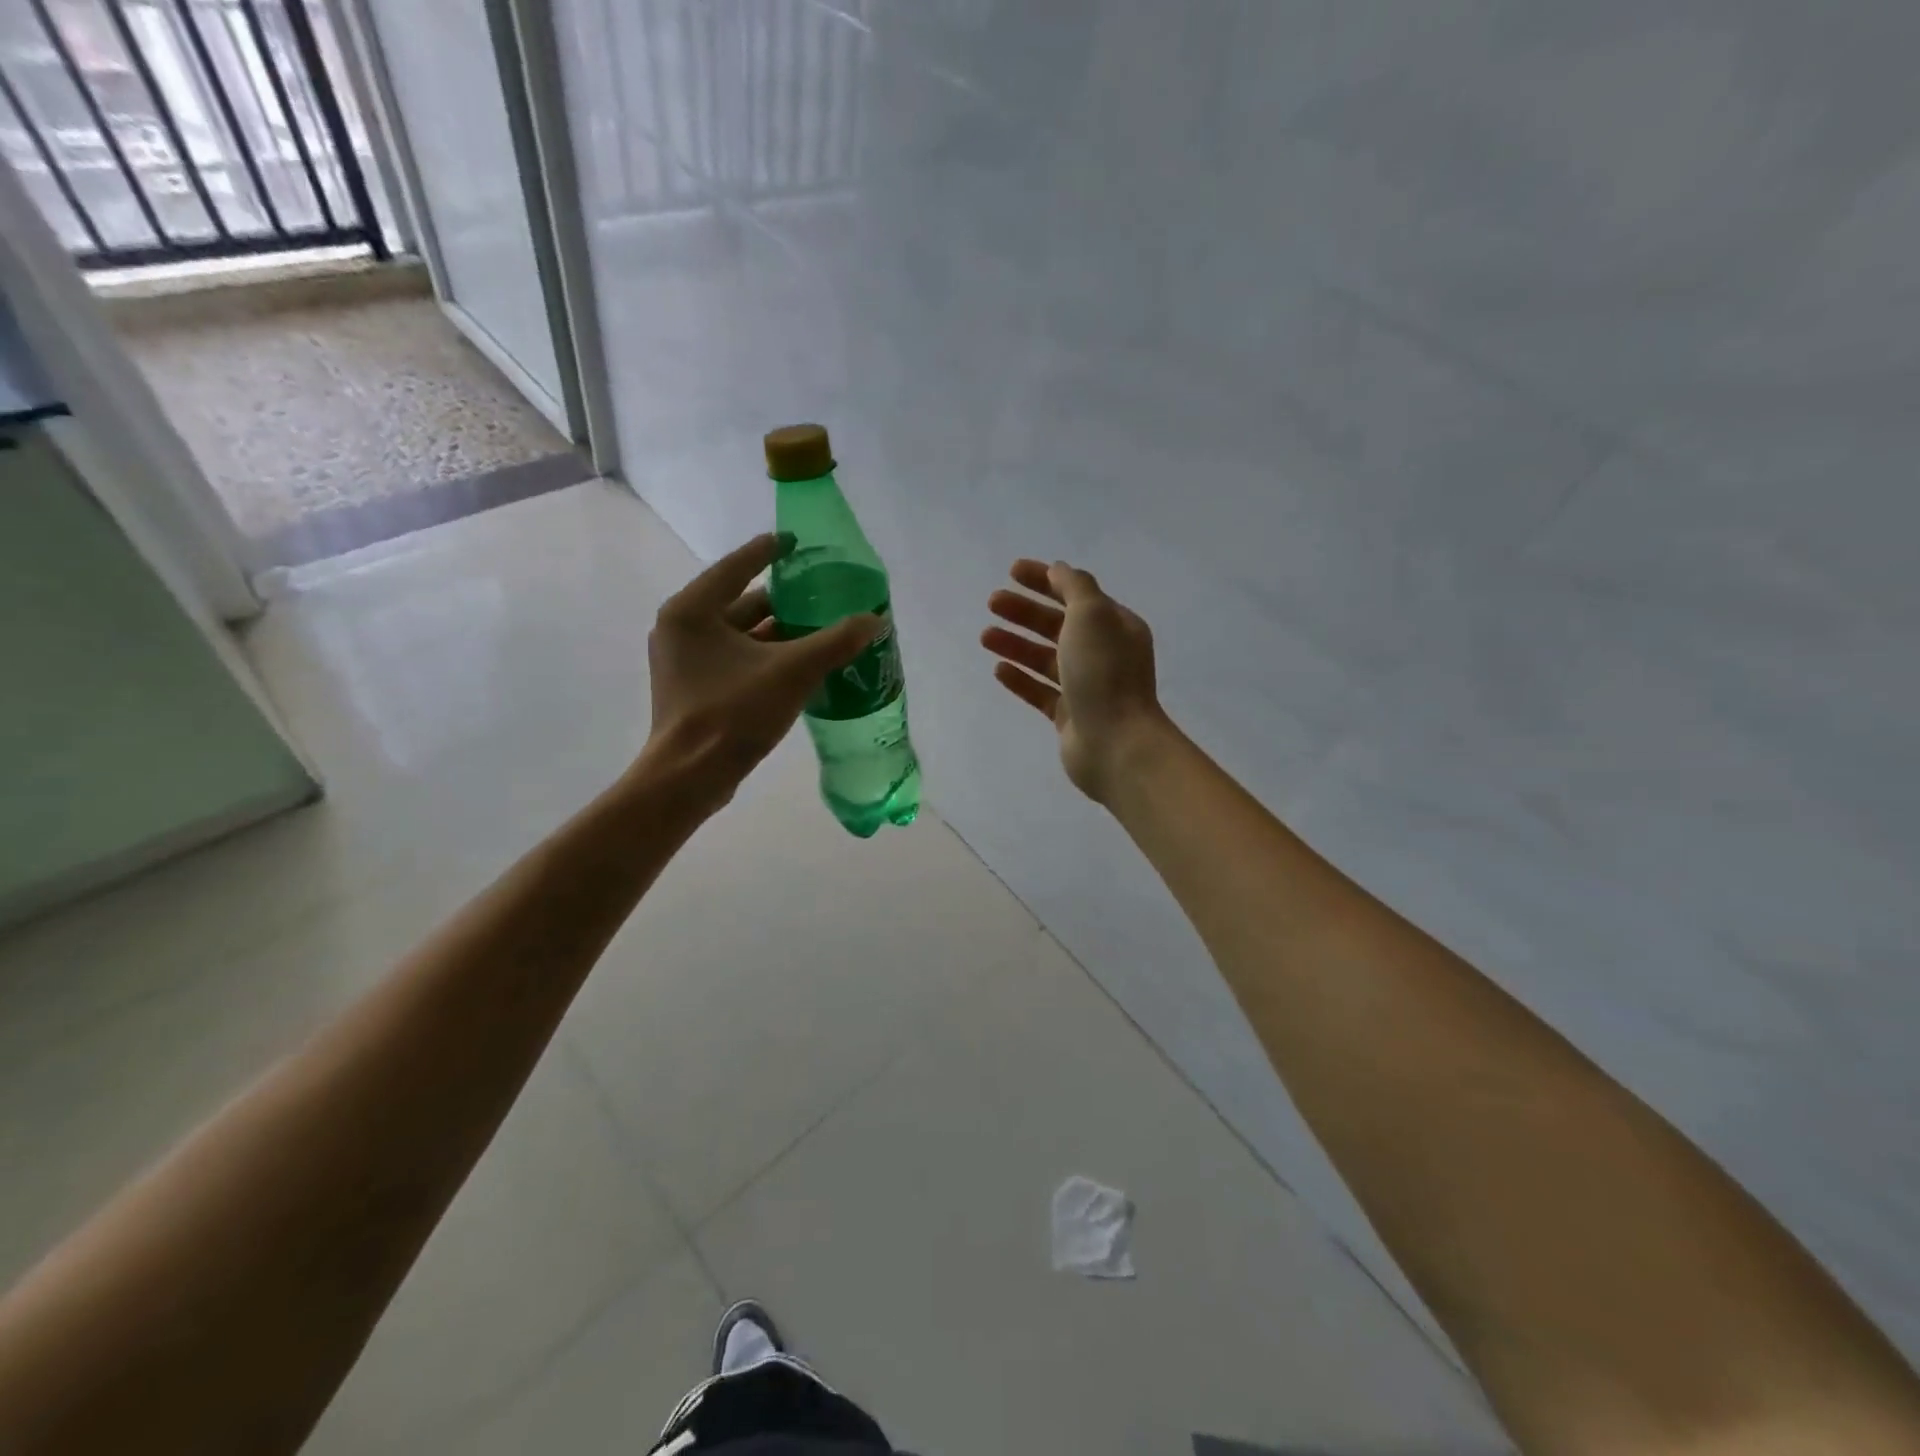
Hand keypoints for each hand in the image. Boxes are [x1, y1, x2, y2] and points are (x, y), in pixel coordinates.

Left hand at [646, 533, 878, 808]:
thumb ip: (835, 642)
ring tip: (819, 628)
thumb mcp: (792, 672)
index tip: (796, 542)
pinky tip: (799, 662)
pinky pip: (735, 657)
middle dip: (782, 600)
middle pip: (740, 601)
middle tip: (820, 595)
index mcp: (693, 610)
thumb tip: (874, 620)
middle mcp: (682, 628)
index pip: (737, 566)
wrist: (691, 776)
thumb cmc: (733, 713)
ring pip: (739, 633)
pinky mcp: (693, 687)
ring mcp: (684, 659)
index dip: (770, 551)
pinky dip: (765, 655)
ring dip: (777, 631)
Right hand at [982, 559, 1168, 801]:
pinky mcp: (1069, 716)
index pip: (1076, 593)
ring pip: (1045, 658)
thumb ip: (1074, 587)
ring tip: (985, 636)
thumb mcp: (1092, 615)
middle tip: (992, 602)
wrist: (1116, 743)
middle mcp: (1103, 653)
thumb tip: (1059, 570)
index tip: (1012, 571)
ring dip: (1016, 644)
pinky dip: (1020, 678)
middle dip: (1025, 612)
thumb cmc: (1104, 673)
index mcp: (1115, 626)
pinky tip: (998, 669)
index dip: (1044, 579)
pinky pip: (1040, 691)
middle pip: (1057, 625)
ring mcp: (1086, 687)